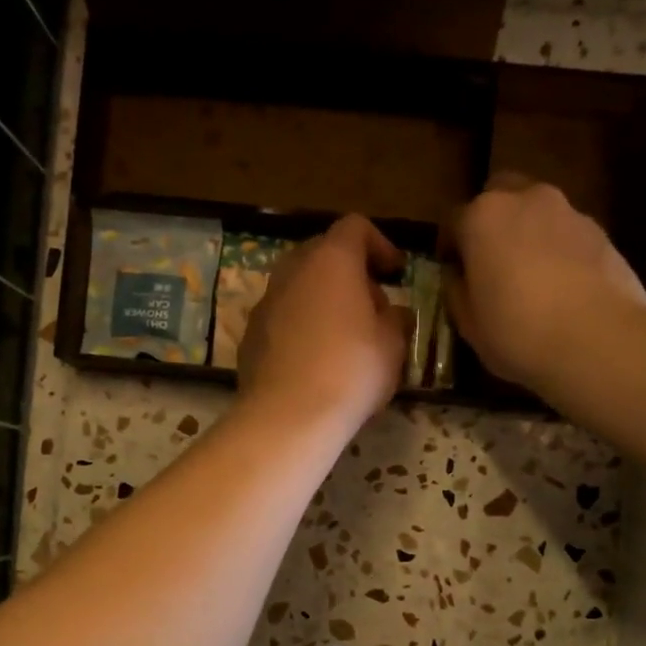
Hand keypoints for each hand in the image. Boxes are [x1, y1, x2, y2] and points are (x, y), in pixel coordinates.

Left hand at [237, 214, 406, 431]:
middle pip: (322, 254)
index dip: (380, 244)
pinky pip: (283, 318)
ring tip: (345, 337)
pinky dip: (301, 326)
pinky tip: (315, 361)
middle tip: (372, 307)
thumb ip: (395, 318)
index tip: (396, 274)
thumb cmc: (351, 371)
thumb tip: (390, 313)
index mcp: (331, 260)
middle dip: (350, 273)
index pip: (355, 227)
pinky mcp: (250, 336)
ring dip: (324, 301)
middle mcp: (292, 271)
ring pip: (299, 287)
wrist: (288, 417)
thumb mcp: (393, 345)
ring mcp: (265, 303)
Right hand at [443, 173, 645, 396]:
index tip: (453, 273)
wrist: (599, 341)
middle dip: (492, 222)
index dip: (450, 248)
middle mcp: (525, 200)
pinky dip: (560, 250)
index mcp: (482, 217)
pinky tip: (563, 287)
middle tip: (491, 262)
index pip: (453, 221)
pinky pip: (568, 234)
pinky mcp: (602, 232)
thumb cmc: (518, 333)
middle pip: (500, 196)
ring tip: (532, 277)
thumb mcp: (470, 325)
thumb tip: (459, 278)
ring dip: (529, 234)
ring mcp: (569, 212)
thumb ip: (458, 292)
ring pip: (538, 213)